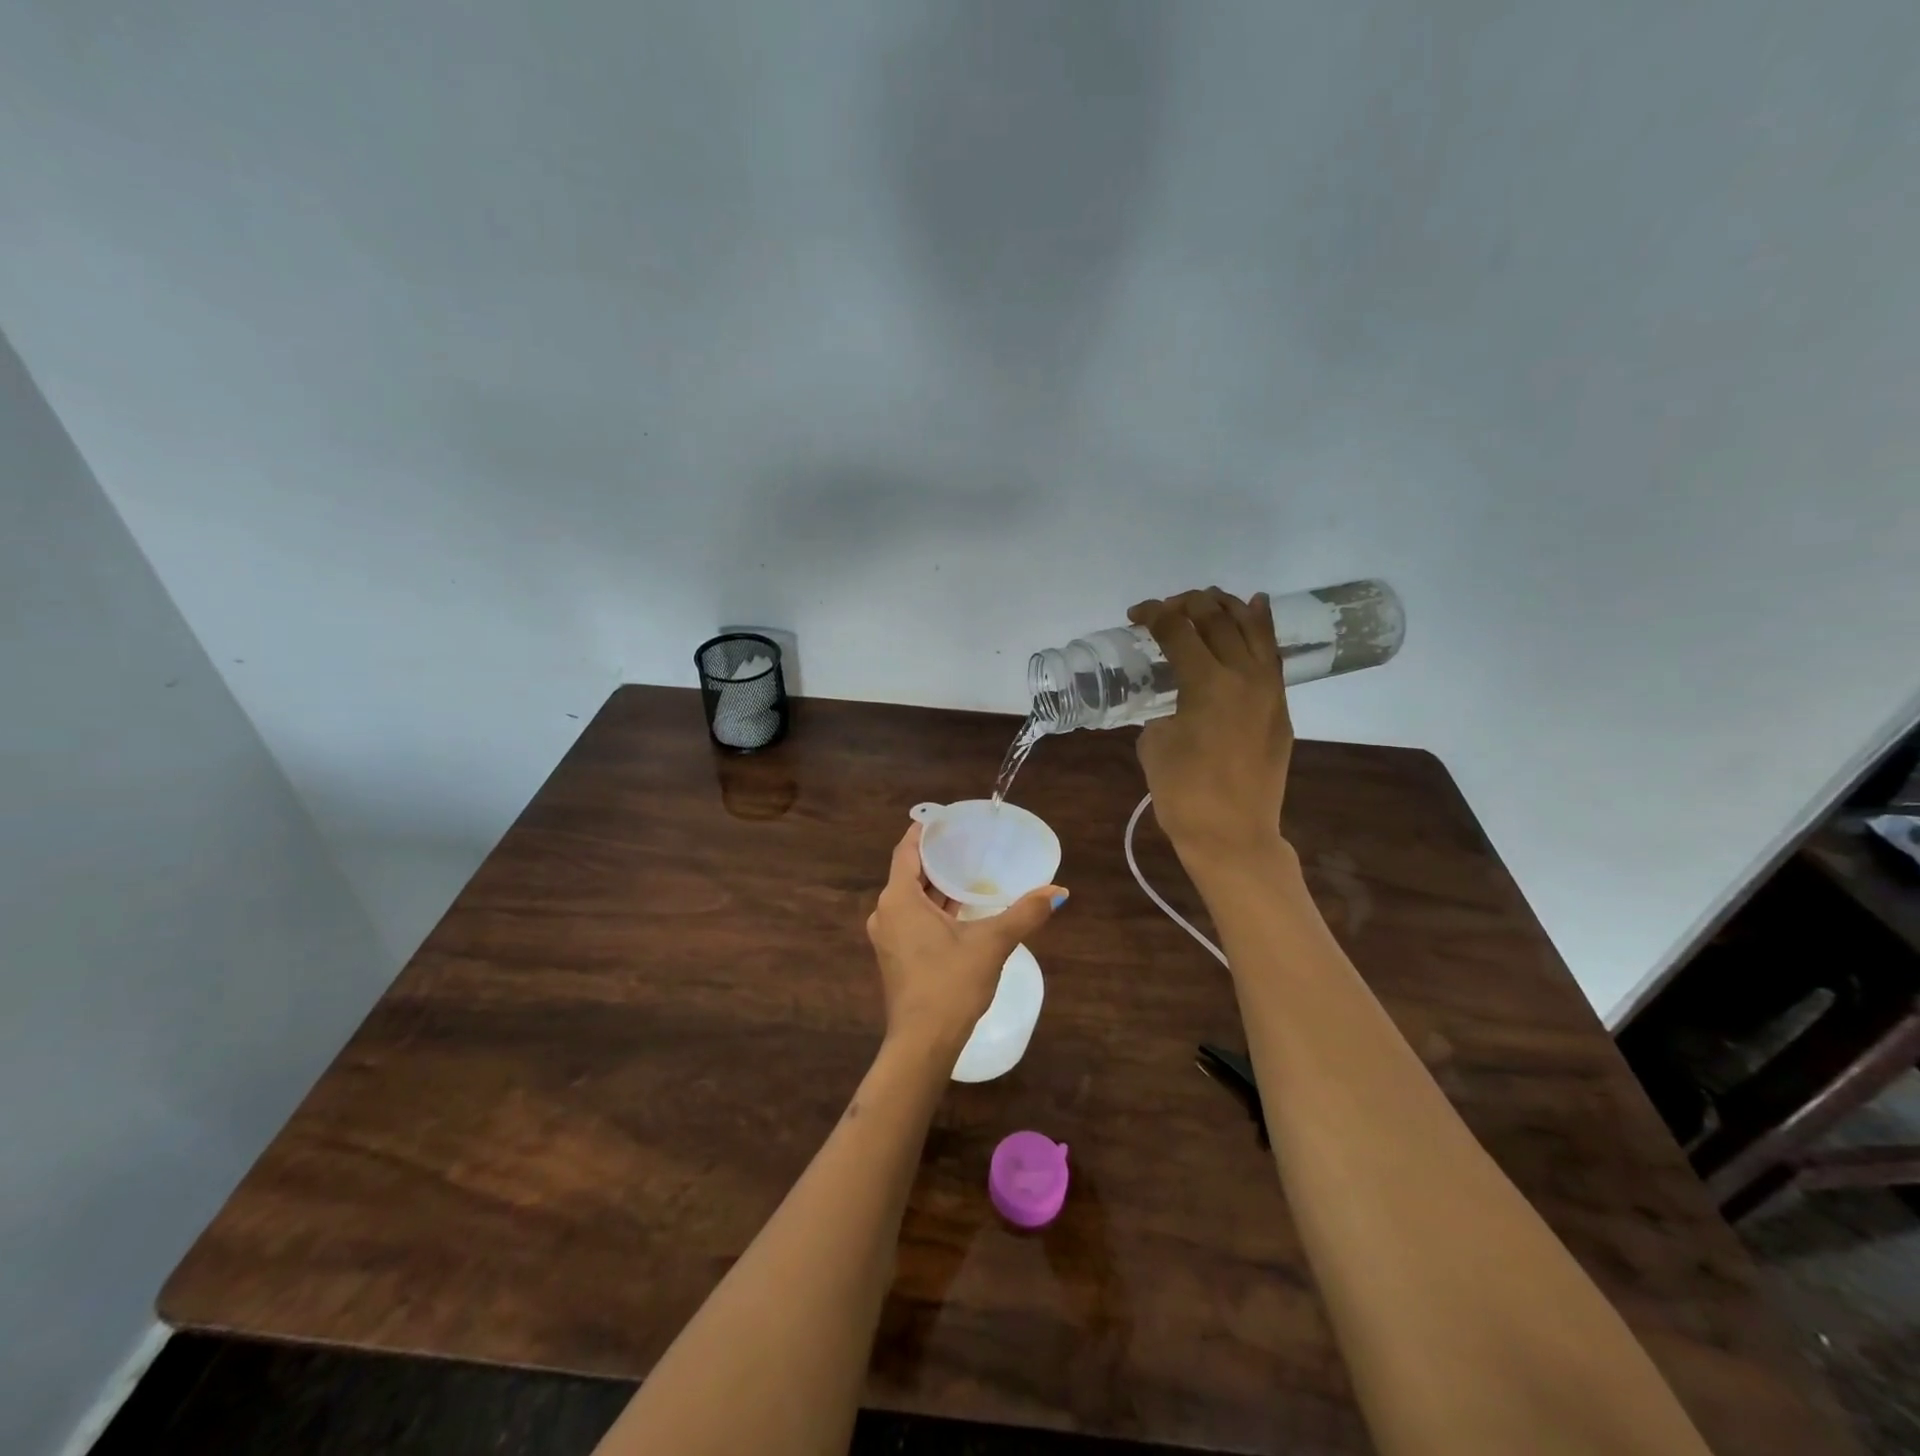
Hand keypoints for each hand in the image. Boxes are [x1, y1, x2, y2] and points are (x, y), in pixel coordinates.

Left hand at [866, 823, 1064, 1058]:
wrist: (923, 1044)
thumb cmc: (950, 984)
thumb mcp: (992, 944)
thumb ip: (1025, 913)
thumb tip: (1058, 891)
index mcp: (899, 899)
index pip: (906, 850)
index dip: (923, 832)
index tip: (946, 819)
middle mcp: (886, 912)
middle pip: (909, 873)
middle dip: (936, 858)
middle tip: (967, 843)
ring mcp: (888, 937)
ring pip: (911, 898)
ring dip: (936, 886)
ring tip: (968, 871)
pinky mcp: (896, 956)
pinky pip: (912, 918)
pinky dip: (933, 908)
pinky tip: (961, 909)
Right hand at [1127, 588, 1293, 873]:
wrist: (1232, 835)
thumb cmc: (1183, 794)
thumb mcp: (1154, 744)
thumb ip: (1163, 711)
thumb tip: (1176, 704)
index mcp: (1206, 683)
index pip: (1178, 631)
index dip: (1153, 615)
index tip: (1135, 614)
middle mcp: (1243, 675)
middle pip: (1216, 619)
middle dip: (1187, 604)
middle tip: (1165, 610)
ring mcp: (1269, 690)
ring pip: (1252, 628)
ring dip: (1226, 607)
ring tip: (1206, 601)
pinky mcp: (1280, 707)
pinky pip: (1272, 654)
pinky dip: (1261, 628)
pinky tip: (1254, 608)